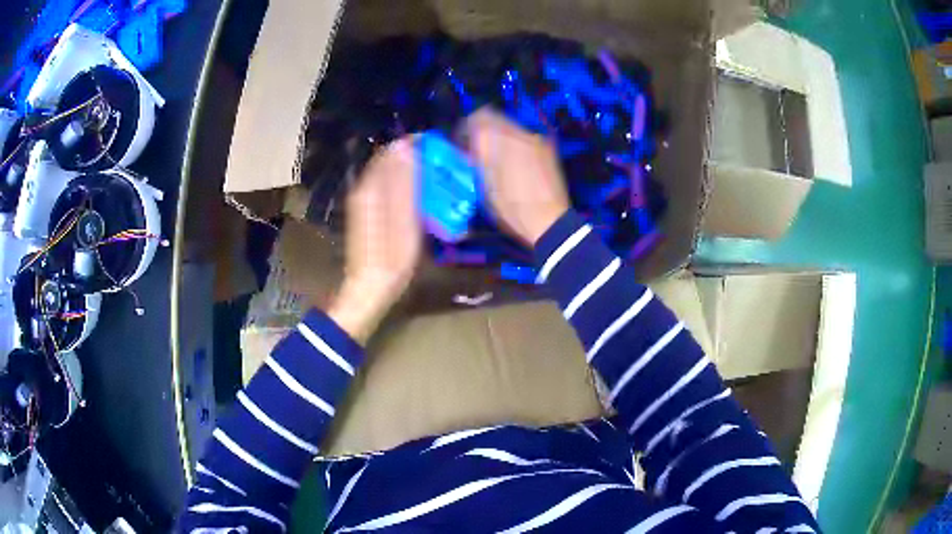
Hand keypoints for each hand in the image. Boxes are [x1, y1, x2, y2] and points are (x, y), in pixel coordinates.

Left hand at [326, 138, 422, 343]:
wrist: (369, 287)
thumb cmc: (392, 259)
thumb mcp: (405, 220)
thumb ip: (405, 182)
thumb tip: (407, 147)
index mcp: (371, 187)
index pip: (393, 151)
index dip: (415, 144)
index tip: (438, 146)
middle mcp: (364, 188)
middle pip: (389, 160)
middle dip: (414, 156)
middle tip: (441, 161)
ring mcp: (363, 201)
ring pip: (387, 173)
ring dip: (409, 170)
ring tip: (434, 175)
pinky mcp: (366, 212)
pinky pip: (385, 187)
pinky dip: (402, 184)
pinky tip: (418, 194)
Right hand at [462, 109, 569, 245]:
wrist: (550, 220)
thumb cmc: (512, 208)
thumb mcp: (486, 186)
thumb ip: (478, 159)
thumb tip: (471, 147)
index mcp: (500, 140)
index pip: (477, 118)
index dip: (466, 129)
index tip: (462, 143)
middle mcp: (519, 133)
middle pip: (495, 119)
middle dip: (483, 132)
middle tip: (477, 151)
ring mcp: (536, 140)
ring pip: (510, 128)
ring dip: (499, 138)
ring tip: (495, 160)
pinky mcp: (547, 149)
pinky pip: (524, 139)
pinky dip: (514, 145)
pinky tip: (513, 165)